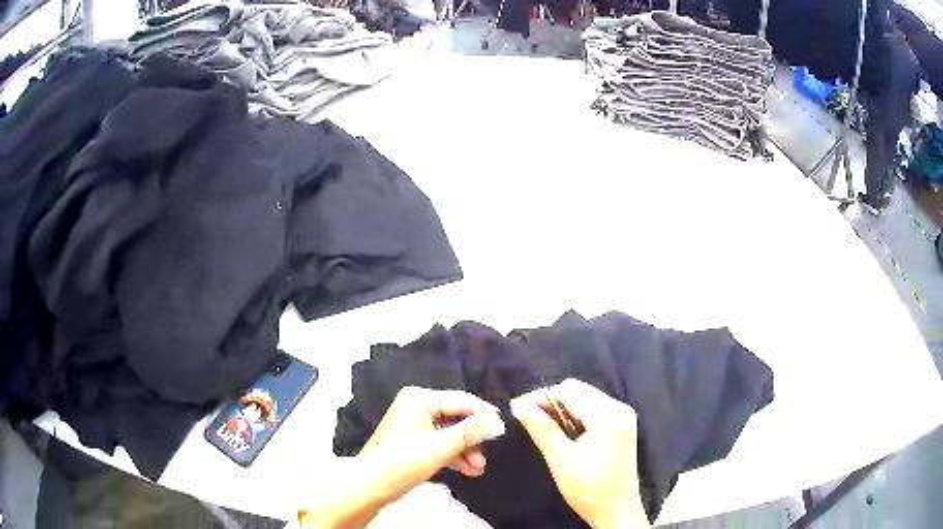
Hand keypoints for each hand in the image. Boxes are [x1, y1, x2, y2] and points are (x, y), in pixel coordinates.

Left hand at [302, 387, 504, 527]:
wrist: (369, 487)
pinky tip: (468, 470)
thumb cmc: (400, 464)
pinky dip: (454, 455)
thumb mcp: (439, 448)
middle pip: (457, 417)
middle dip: (473, 438)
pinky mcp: (415, 440)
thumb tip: (499, 422)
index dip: (484, 414)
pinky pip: (441, 442)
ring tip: (479, 468)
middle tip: (490, 454)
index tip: (505, 429)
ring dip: (466, 450)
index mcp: (419, 399)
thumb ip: (470, 433)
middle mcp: (417, 405)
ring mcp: (415, 423)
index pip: (461, 400)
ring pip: (451, 432)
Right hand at [511, 379, 649, 528]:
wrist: (617, 511)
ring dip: (562, 411)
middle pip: (578, 391)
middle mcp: (619, 408)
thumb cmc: (589, 490)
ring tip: (545, 430)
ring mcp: (622, 416)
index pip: (569, 389)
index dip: (542, 397)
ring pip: (584, 399)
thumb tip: (518, 405)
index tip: (519, 411)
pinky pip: (593, 410)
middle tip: (530, 421)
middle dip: (552, 404)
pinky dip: (575, 418)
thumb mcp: (561, 461)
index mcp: (608, 415)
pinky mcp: (621, 425)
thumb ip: (541, 429)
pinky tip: (564, 435)